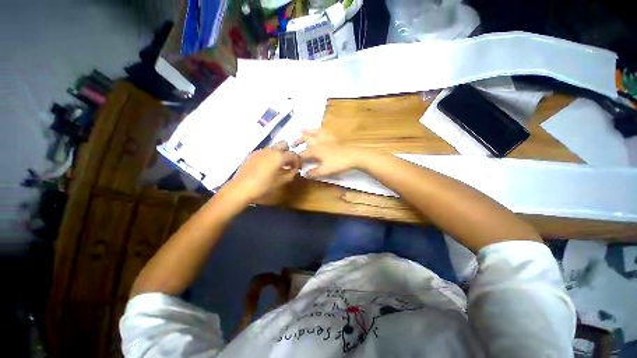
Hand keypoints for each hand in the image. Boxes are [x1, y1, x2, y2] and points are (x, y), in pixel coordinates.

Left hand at [225, 142, 300, 201]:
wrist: (241, 188)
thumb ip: (291, 174)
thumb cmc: (263, 186)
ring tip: (278, 167)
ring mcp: (260, 151)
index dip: (298, 161)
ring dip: (279, 154)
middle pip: (284, 144)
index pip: (294, 154)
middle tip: (288, 164)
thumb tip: (294, 170)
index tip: (297, 169)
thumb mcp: (281, 182)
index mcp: (279, 156)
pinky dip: (270, 156)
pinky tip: (267, 167)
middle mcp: (270, 150)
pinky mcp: (252, 154)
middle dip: (288, 153)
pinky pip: (265, 152)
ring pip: (274, 148)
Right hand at [296, 129, 360, 177]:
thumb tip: (305, 174)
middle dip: (297, 141)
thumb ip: (314, 172)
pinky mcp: (333, 137)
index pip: (303, 154)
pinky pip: (324, 131)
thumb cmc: (338, 163)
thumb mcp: (325, 171)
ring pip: (314, 131)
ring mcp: (326, 138)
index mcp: (315, 150)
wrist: (353, 156)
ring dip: (306, 131)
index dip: (297, 158)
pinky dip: (319, 130)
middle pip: (305, 138)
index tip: (293, 161)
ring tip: (301, 129)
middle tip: (292, 144)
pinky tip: (319, 130)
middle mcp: (318, 142)